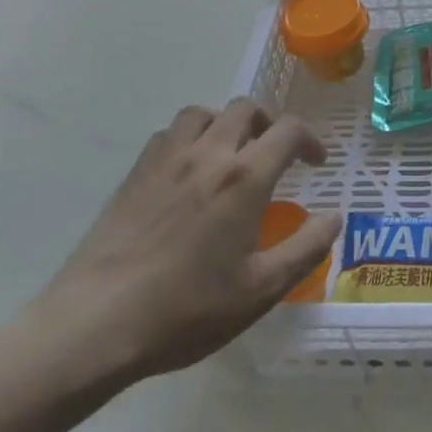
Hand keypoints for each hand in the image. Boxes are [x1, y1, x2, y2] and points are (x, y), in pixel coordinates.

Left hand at [29, 100, 337, 386]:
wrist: (96, 323)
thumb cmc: (187, 308)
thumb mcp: (261, 289)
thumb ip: (306, 248)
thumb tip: (335, 217)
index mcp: (245, 177)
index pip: (288, 130)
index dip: (310, 139)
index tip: (315, 162)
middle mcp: (209, 153)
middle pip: (246, 108)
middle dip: (270, 123)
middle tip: (277, 153)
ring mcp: (167, 159)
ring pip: (204, 112)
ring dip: (227, 123)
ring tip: (232, 152)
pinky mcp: (136, 172)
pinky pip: (170, 133)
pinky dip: (190, 137)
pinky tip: (189, 170)